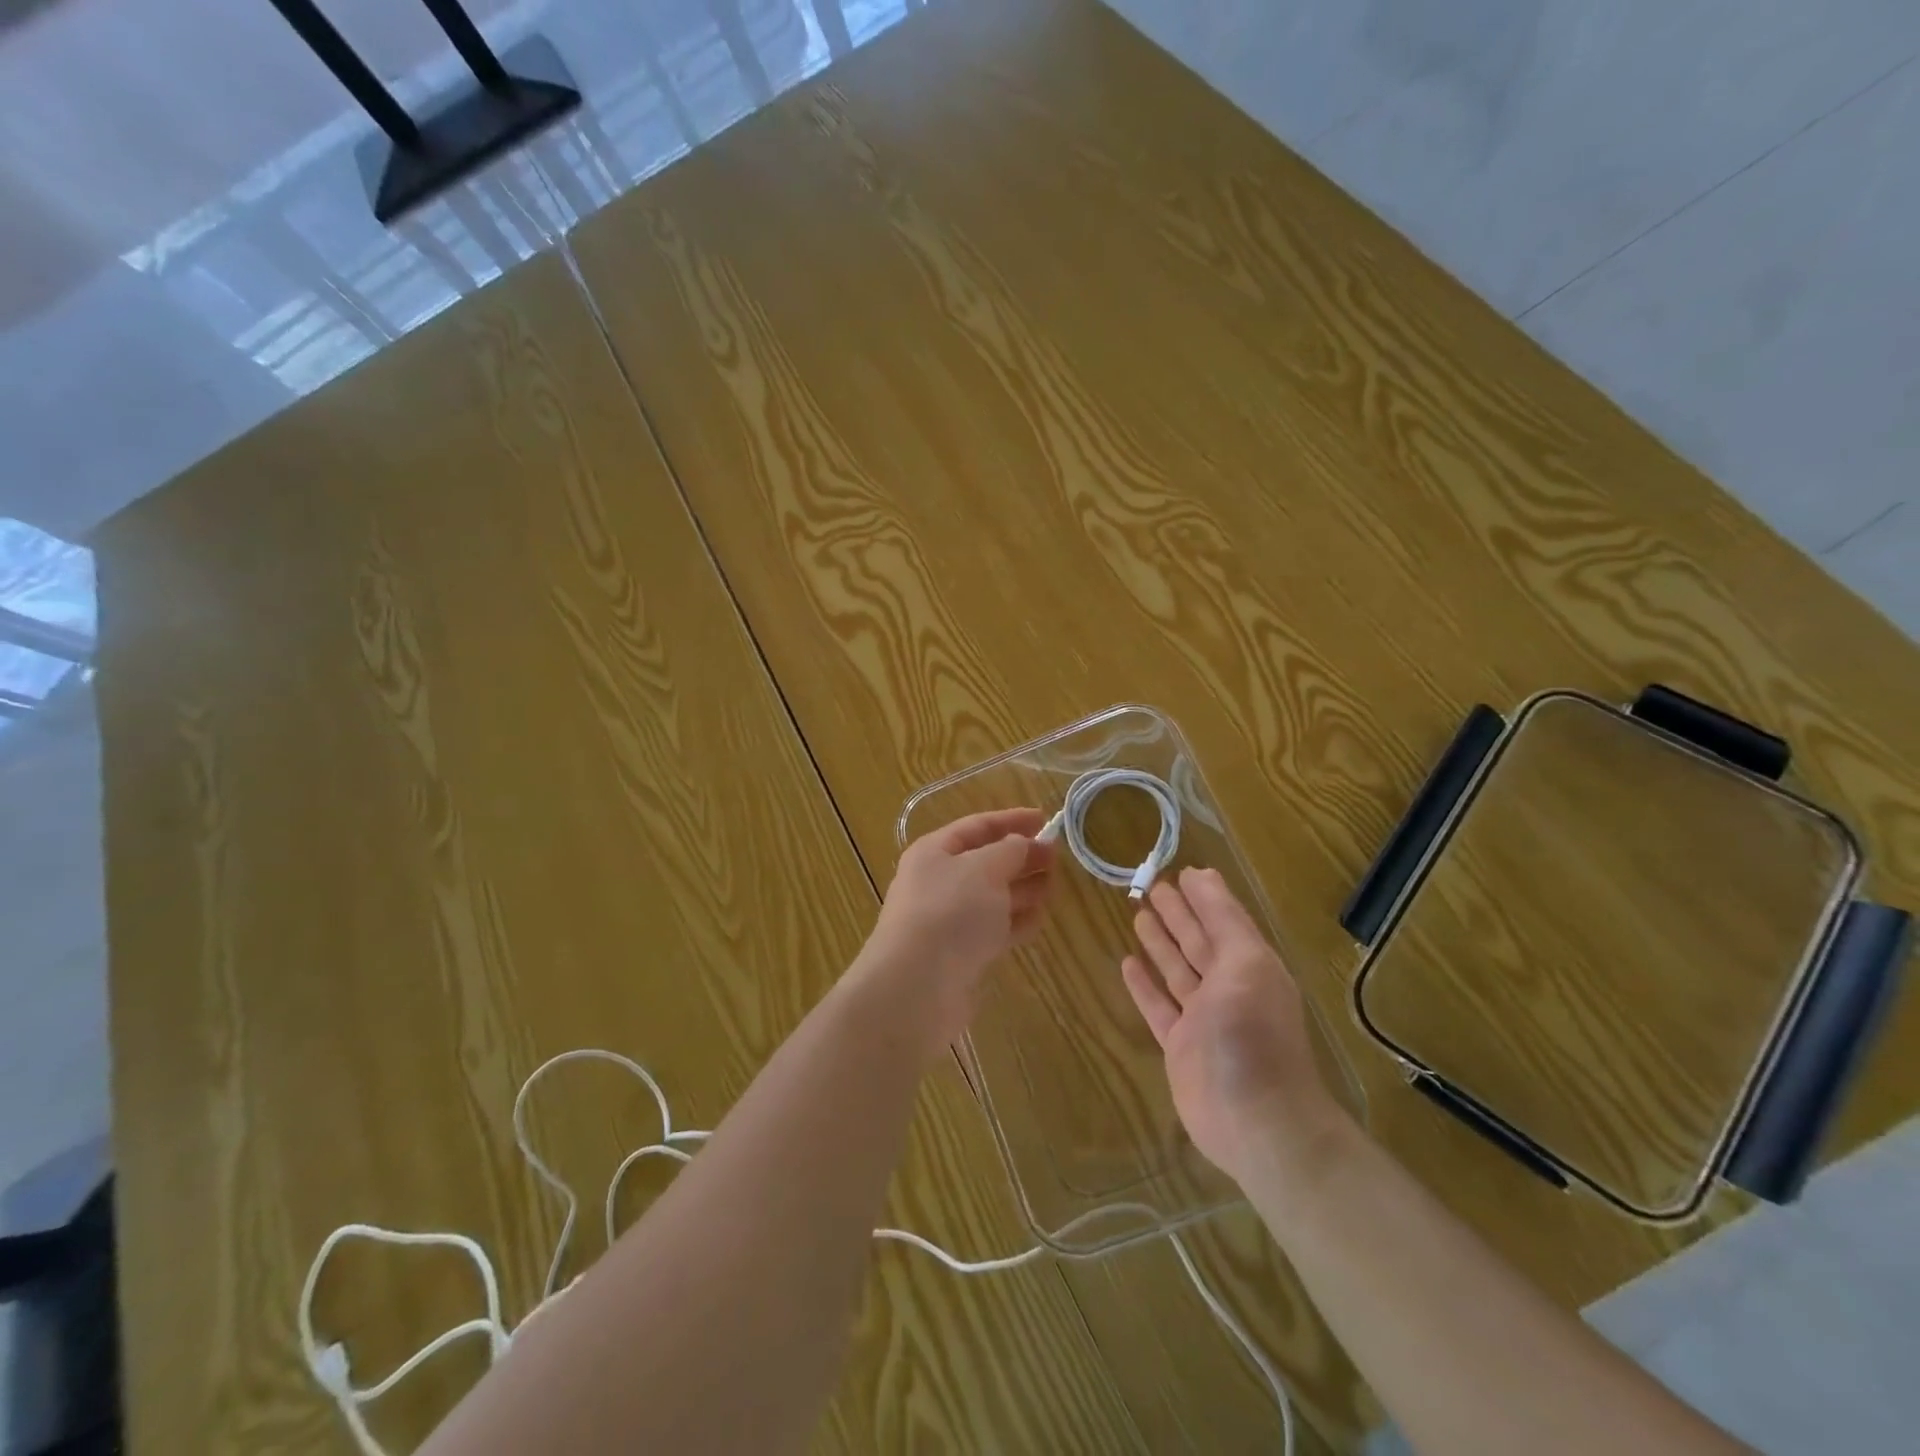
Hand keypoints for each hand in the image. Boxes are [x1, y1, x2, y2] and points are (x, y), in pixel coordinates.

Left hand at [859, 808, 1057, 1047]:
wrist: (916, 987)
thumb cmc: (949, 913)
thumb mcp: (983, 868)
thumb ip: (1008, 850)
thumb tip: (1021, 844)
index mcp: (934, 852)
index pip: (977, 827)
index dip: (1011, 820)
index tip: (1045, 819)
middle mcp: (938, 882)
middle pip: (986, 862)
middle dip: (1021, 857)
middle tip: (1057, 857)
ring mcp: (949, 920)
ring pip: (993, 897)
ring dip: (1022, 889)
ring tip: (1055, 887)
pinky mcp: (961, 954)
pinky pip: (994, 929)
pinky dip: (1016, 922)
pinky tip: (1040, 920)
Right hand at [1122, 867, 1347, 1185]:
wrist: (1256, 1120)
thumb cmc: (1251, 1034)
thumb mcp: (1246, 964)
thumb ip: (1225, 920)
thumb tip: (1203, 875)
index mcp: (1250, 967)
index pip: (1223, 921)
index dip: (1204, 897)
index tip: (1182, 871)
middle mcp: (1228, 989)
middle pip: (1197, 943)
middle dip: (1178, 915)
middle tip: (1152, 887)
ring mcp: (1203, 1020)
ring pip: (1177, 971)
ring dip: (1160, 944)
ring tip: (1138, 915)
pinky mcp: (1181, 1047)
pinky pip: (1159, 1007)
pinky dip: (1144, 986)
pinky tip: (1127, 964)